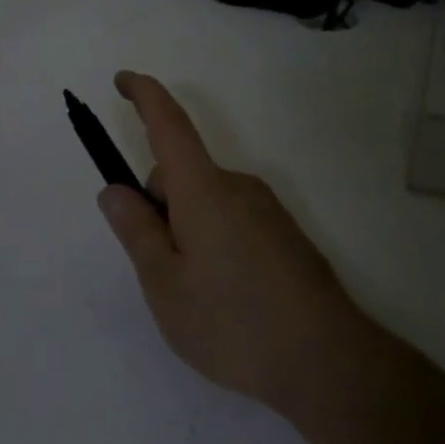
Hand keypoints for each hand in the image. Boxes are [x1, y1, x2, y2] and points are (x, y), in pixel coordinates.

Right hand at [96, 71, 356, 414]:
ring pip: (206, 202)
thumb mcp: (165, 284)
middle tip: (160, 268)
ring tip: (196, 293)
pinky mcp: (285, 236)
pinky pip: (232, 221)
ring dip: (187, 228)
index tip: (123, 80)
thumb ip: (136, 231)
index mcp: (204, 190)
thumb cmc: (233, 322)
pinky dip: (214, 242)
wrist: (329, 363)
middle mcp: (238, 188)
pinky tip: (228, 297)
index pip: (169, 125)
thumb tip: (115, 190)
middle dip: (158, 205)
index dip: (145, 96)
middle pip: (181, 175)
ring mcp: (267, 211)